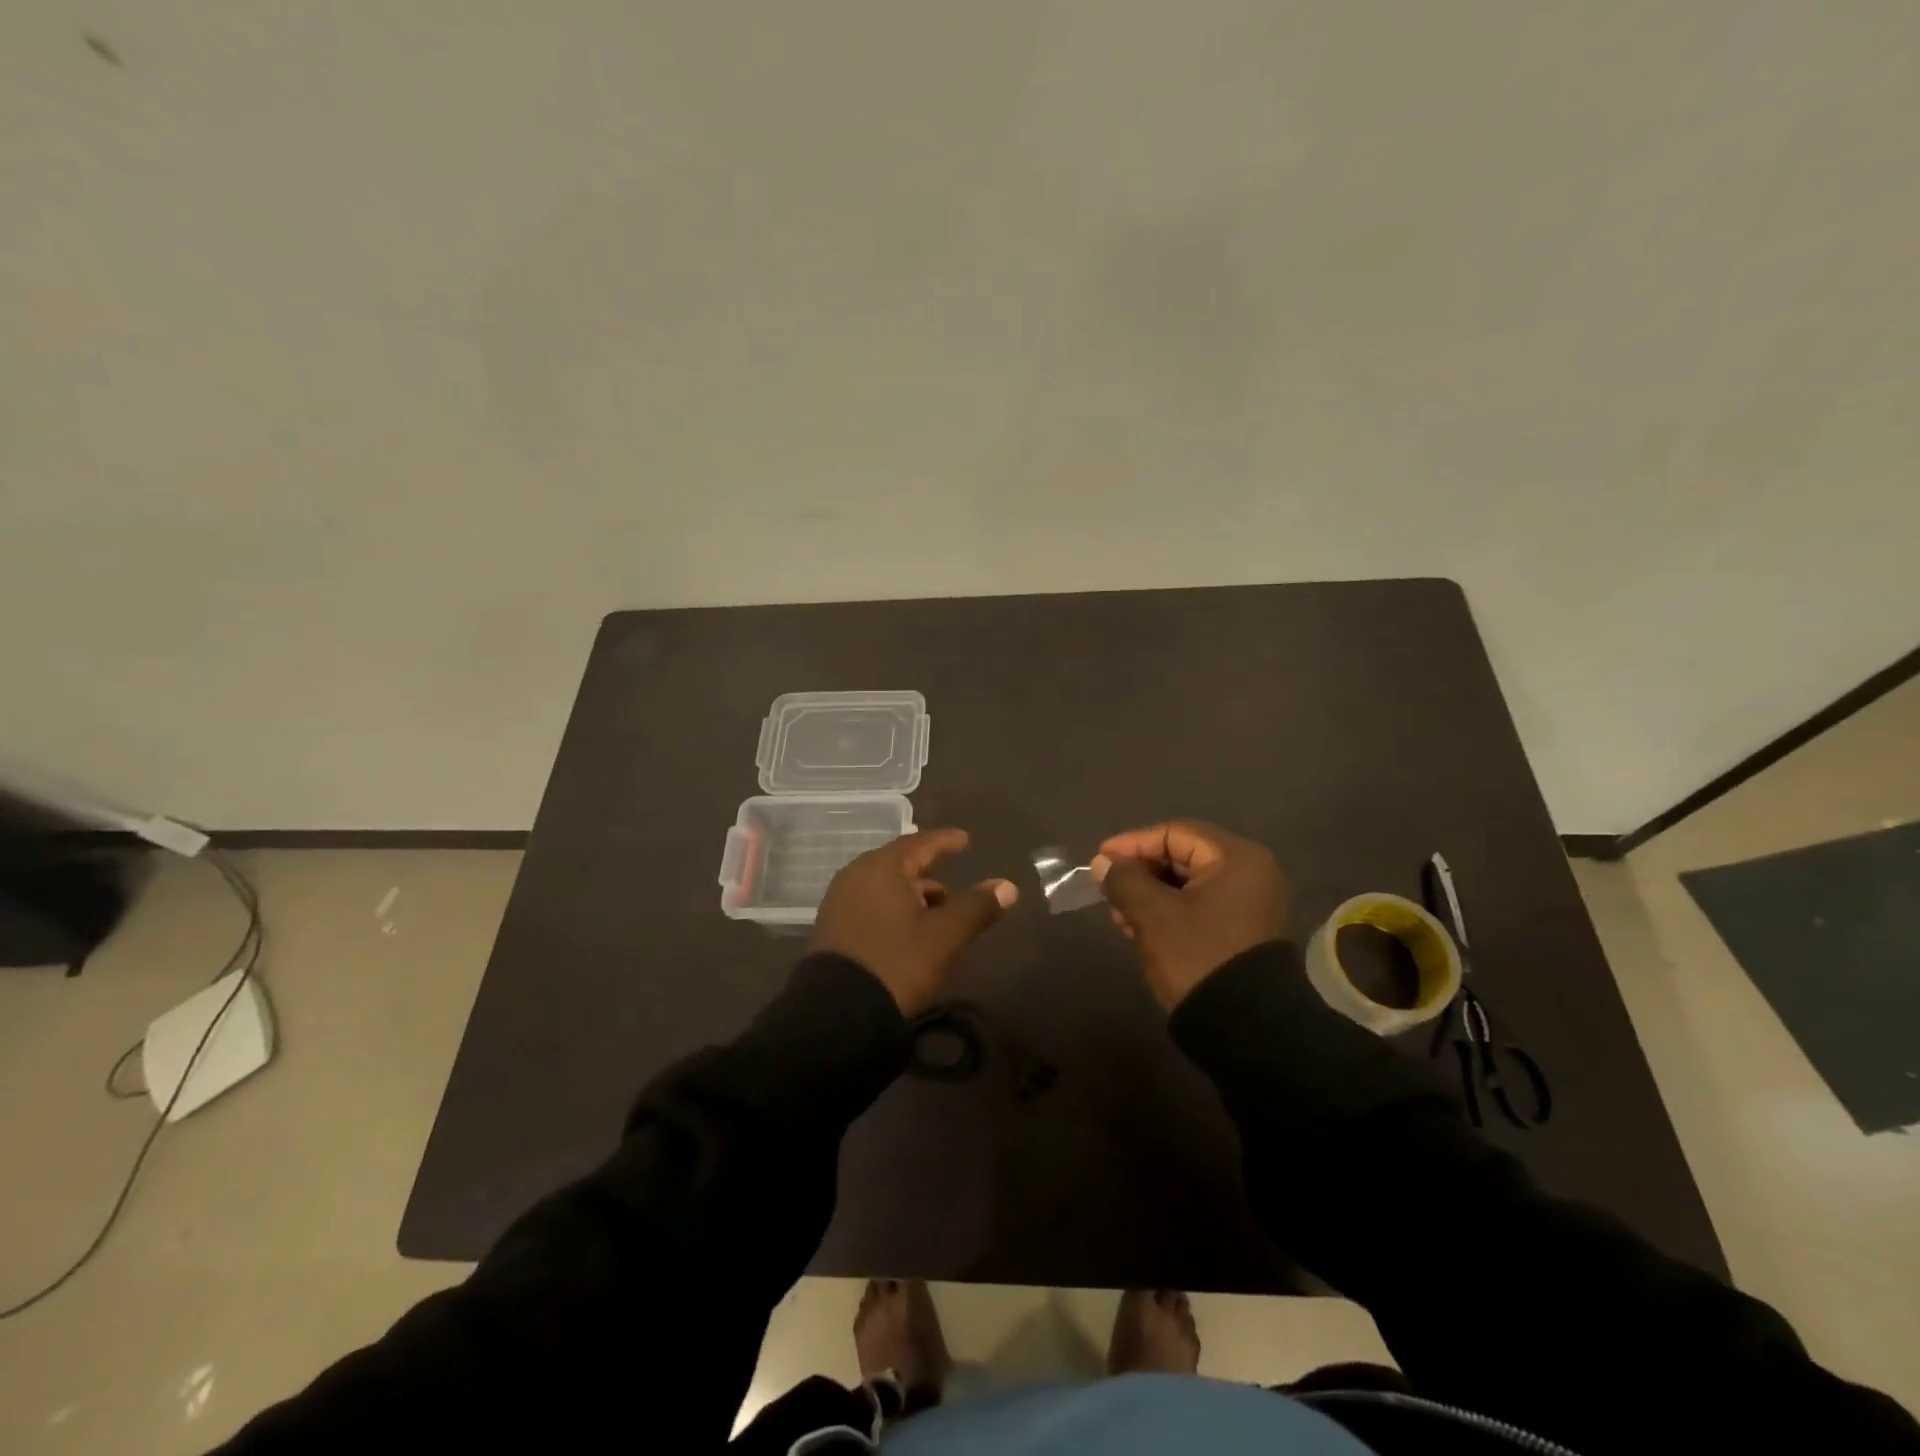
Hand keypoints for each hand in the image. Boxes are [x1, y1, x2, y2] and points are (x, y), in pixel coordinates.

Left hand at [810, 828, 1017, 1015]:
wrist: (838, 1012)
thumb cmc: (896, 962)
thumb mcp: (944, 936)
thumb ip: (976, 907)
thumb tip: (1008, 886)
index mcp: (882, 868)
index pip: (919, 843)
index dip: (945, 841)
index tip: (965, 839)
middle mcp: (856, 875)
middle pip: (899, 863)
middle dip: (928, 870)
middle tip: (952, 879)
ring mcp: (840, 900)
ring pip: (884, 885)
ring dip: (911, 892)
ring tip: (937, 909)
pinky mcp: (833, 926)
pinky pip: (870, 902)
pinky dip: (893, 906)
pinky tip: (908, 927)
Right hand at [1092, 820, 1289, 1010]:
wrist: (1248, 1029)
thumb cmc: (1199, 957)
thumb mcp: (1153, 915)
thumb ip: (1124, 880)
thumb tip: (1103, 863)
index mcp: (1235, 859)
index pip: (1174, 834)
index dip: (1132, 844)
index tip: (1100, 861)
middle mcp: (1249, 873)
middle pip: (1182, 856)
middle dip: (1141, 873)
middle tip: (1108, 891)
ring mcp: (1250, 904)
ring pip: (1188, 884)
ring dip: (1150, 895)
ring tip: (1121, 917)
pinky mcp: (1243, 931)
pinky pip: (1200, 907)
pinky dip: (1169, 912)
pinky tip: (1141, 931)